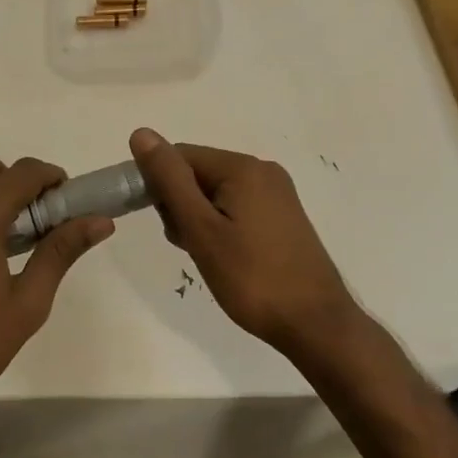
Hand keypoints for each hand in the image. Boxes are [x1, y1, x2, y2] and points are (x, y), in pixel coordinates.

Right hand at [129, 128, 358, 358]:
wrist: (315, 324)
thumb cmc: (252, 278)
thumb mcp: (201, 229)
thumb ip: (170, 180)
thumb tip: (141, 133)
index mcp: (243, 167)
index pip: (180, 156)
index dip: (158, 185)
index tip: (159, 223)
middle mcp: (263, 171)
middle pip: (198, 172)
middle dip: (180, 205)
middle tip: (187, 244)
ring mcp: (277, 194)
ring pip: (215, 193)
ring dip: (198, 219)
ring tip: (206, 256)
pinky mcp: (283, 217)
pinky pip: (236, 207)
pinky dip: (219, 226)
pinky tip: (224, 256)